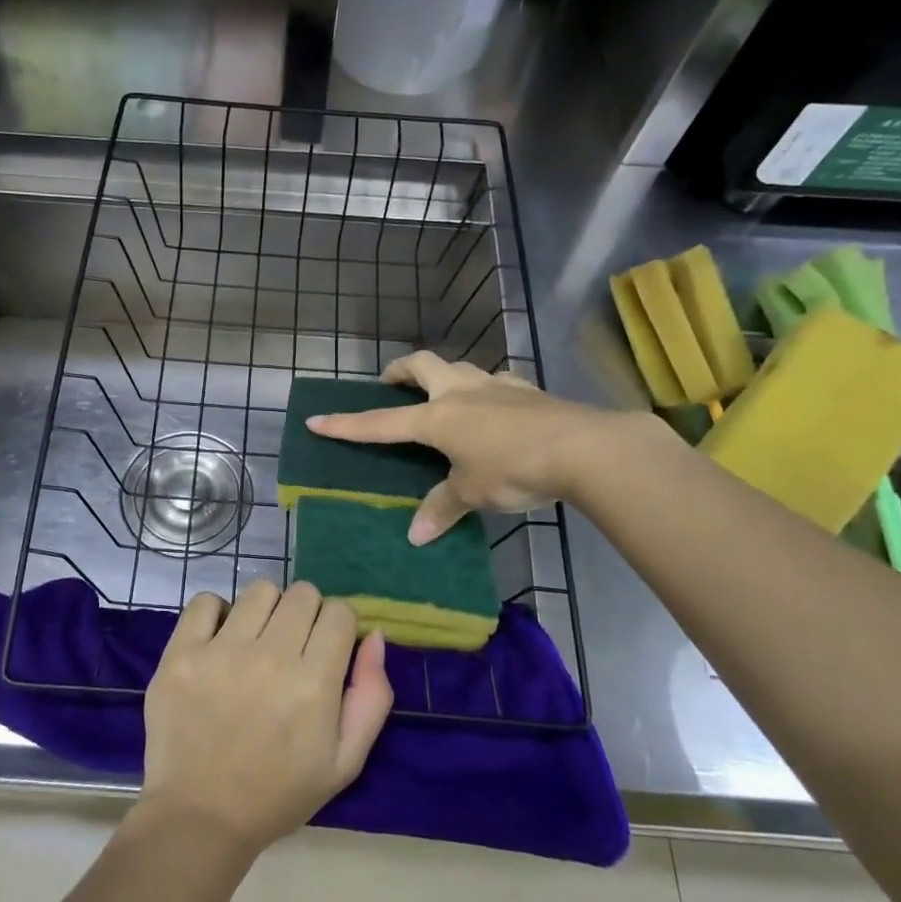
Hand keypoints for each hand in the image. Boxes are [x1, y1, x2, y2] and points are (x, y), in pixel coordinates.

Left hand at [138, 580, 392, 855]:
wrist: (200, 817)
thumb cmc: (279, 793)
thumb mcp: (345, 762)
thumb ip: (371, 697)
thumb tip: (374, 637)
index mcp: (314, 683)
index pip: (340, 612)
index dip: (339, 627)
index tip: (327, 649)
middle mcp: (270, 657)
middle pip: (303, 593)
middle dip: (306, 614)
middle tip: (292, 647)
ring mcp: (221, 651)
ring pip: (260, 590)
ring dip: (266, 610)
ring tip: (255, 642)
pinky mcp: (181, 653)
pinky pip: (205, 601)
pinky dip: (216, 614)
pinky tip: (219, 641)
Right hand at [306, 350, 625, 542]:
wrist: (583, 448)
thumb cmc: (514, 469)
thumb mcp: (473, 493)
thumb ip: (442, 508)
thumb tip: (416, 536)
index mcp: (437, 417)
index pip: (381, 422)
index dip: (347, 424)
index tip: (317, 419)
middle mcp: (460, 392)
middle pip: (421, 365)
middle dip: (400, 370)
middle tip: (390, 383)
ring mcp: (495, 385)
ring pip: (459, 366)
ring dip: (443, 375)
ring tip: (443, 395)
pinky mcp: (527, 389)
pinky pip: (496, 382)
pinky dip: (484, 390)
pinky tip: (495, 408)